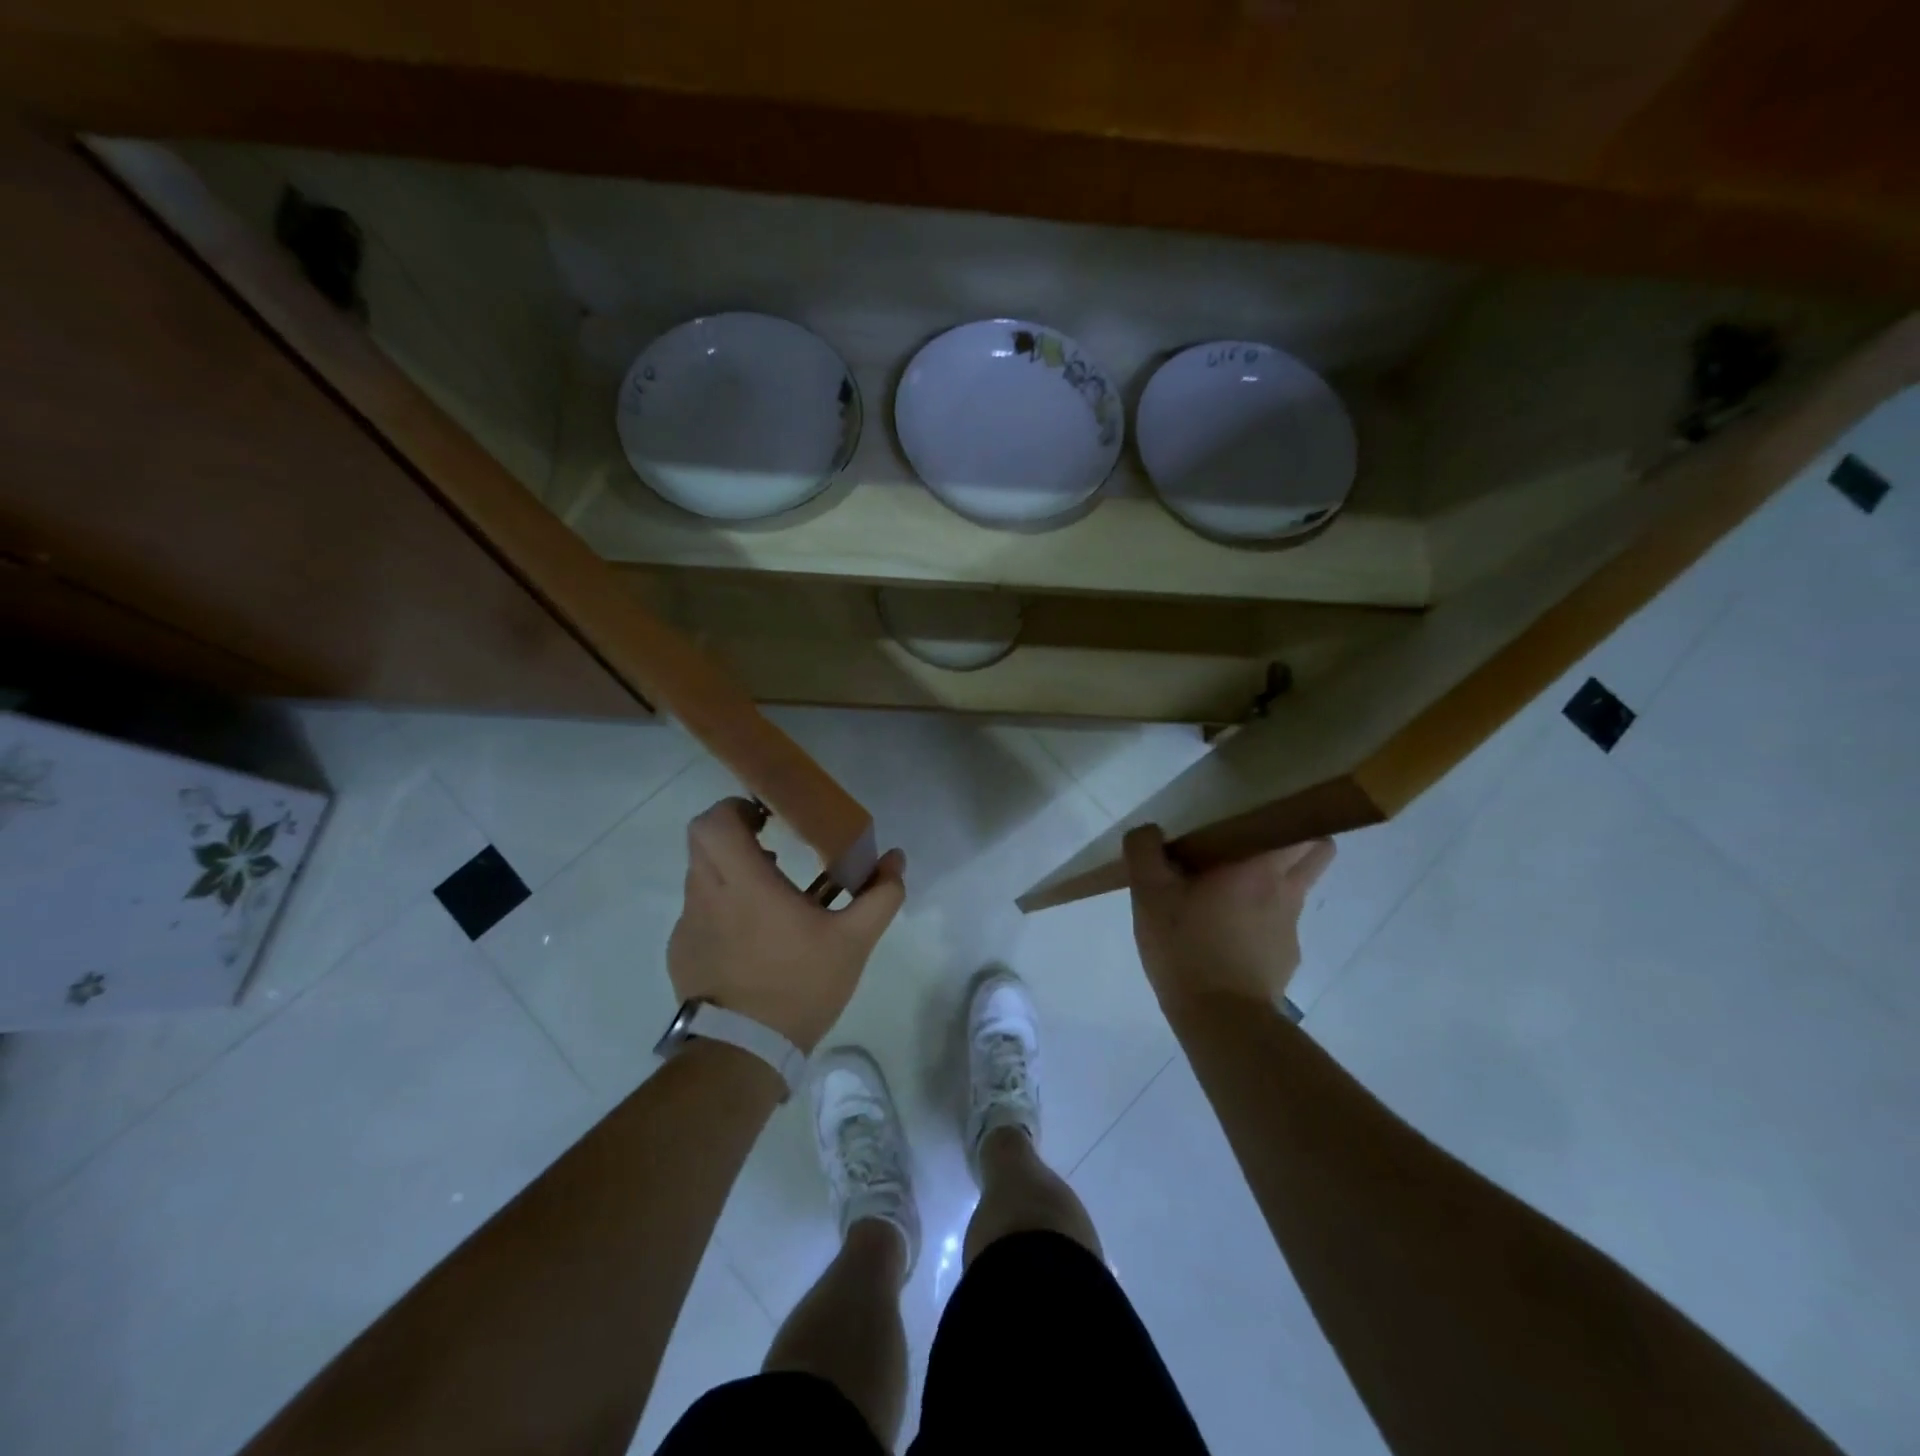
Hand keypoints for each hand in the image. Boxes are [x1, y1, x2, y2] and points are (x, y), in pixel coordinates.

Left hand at [667, 798, 906, 1052]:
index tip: (766, 817)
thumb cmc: (799, 986)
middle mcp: (707, 895)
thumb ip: (879, 895)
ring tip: (767, 893)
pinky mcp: (680, 952)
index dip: (735, 808)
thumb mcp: (853, 942)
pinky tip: (750, 937)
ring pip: (698, 874)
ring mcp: (688, 925)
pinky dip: (719, 906)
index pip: (714, 822)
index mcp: (745, 884)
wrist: (743, 1055)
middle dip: (732, 832)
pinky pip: (697, 910)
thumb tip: (896, 859)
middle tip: (768, 845)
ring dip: (728, 869)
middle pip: (701, 839)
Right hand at [1122, 825, 1334, 1017]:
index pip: (1305, 828)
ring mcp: (1291, 929)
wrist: (1221, 1021)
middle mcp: (1287, 892)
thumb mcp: (1150, 895)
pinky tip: (1227, 934)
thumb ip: (1144, 853)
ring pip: (1297, 890)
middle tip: (1255, 843)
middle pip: (1317, 854)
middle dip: (1298, 842)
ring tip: (1232, 891)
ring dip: (1275, 883)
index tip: (1262, 813)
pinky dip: (1262, 922)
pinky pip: (1279, 927)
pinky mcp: (1285, 960)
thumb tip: (1149, 831)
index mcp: (1260, 867)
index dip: (1291, 816)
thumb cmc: (1187, 947)